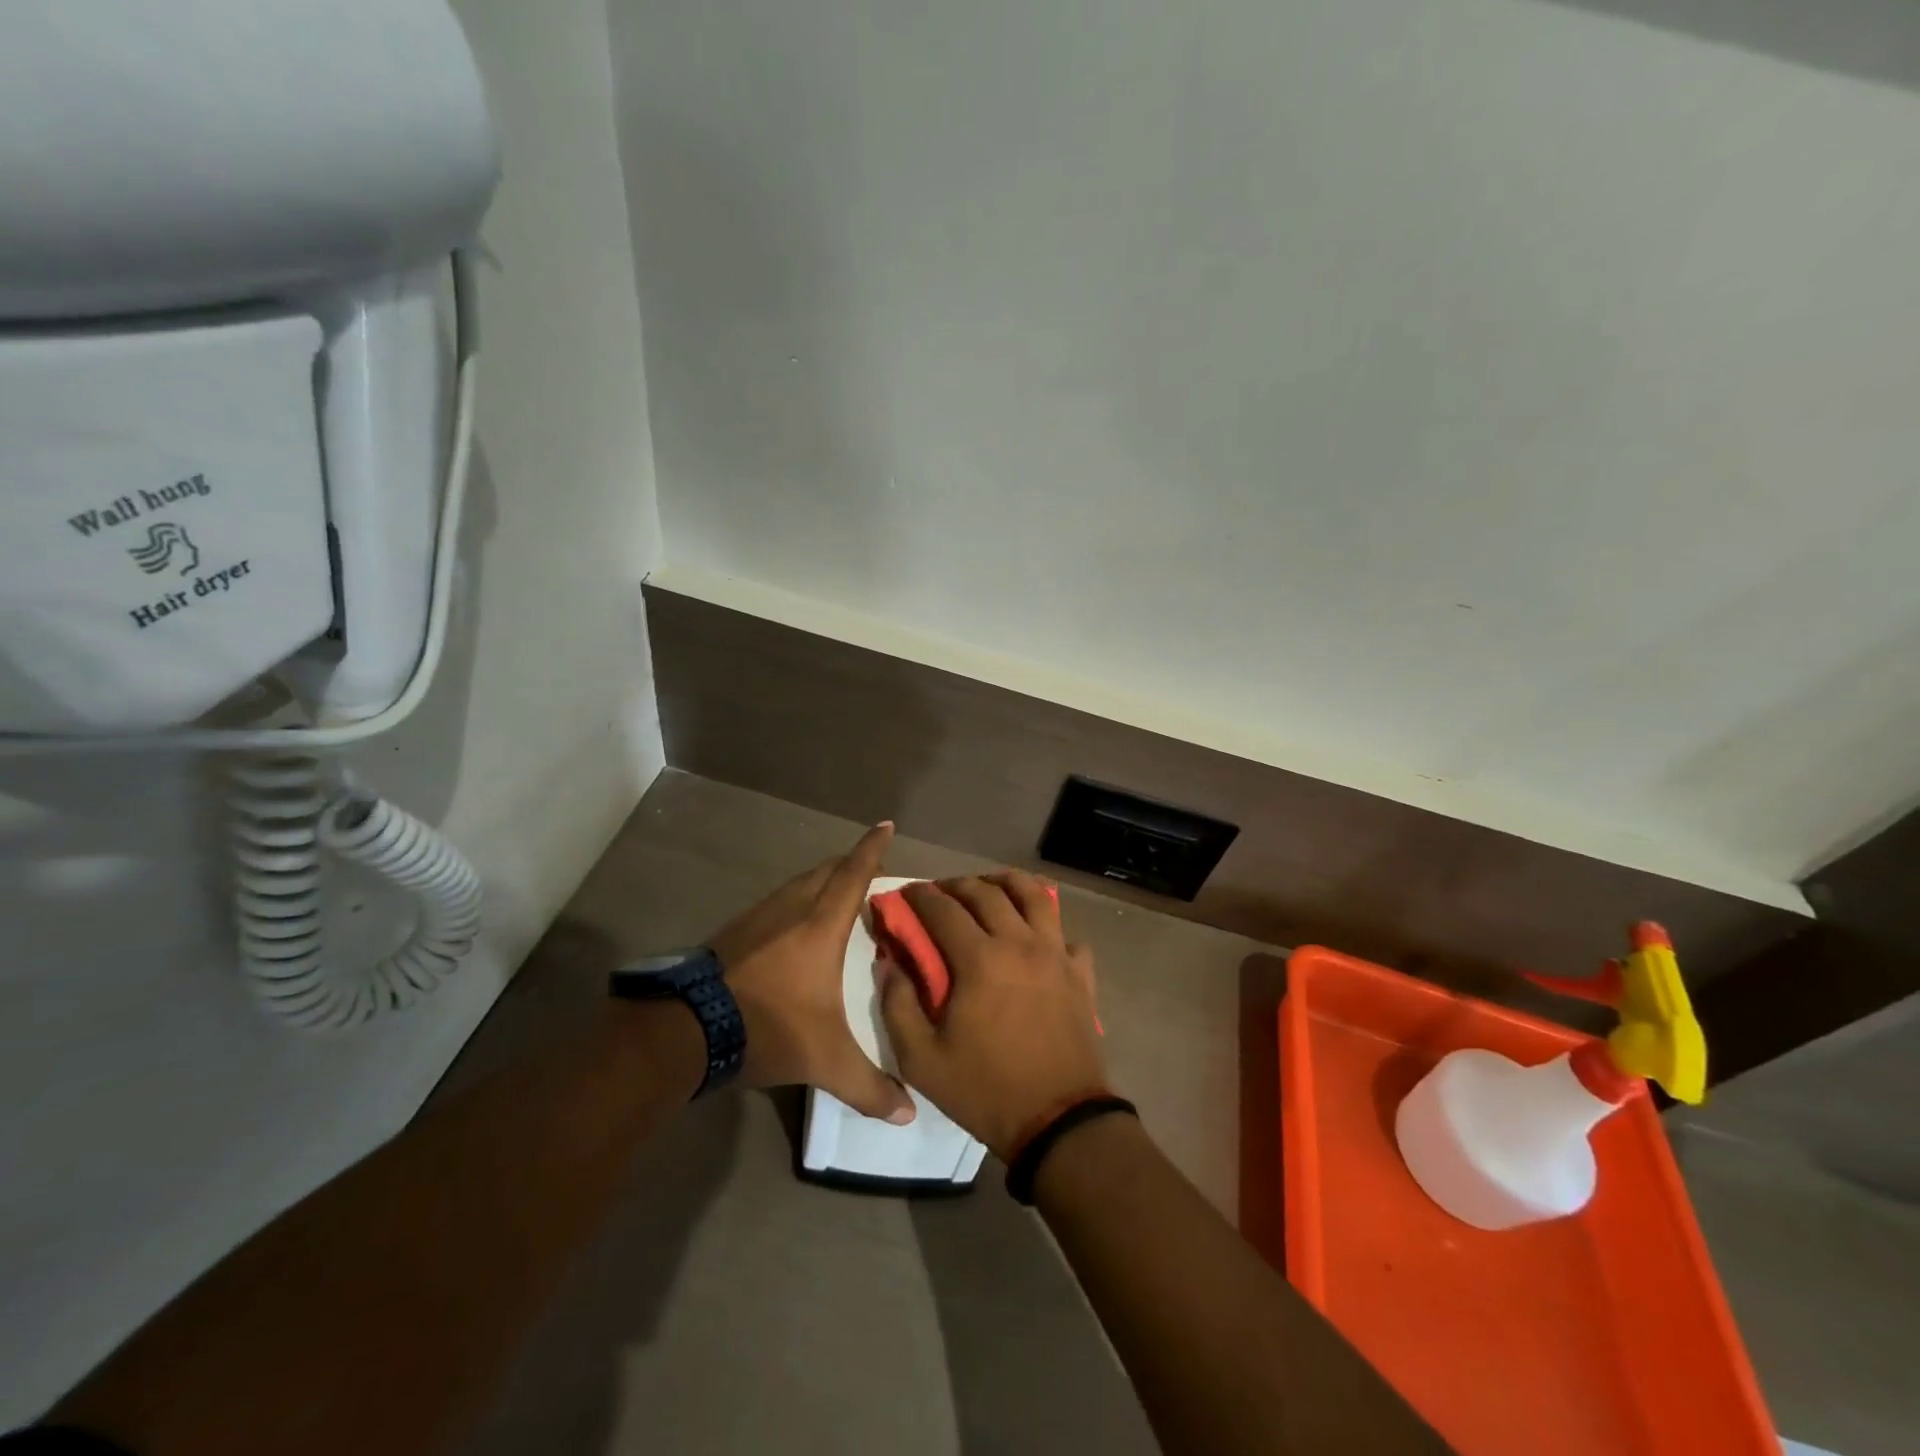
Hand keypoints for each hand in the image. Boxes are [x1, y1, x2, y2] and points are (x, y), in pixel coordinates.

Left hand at [708, 823, 915, 1123]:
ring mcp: (757, 917)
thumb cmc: (768, 1028)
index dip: (872, 848)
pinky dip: (793, 901)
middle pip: (825, 871)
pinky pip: (775, 902)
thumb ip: (868, 1087)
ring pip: (797, 884)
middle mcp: (791, 909)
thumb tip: (908, 1114)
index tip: (885, 824)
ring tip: (834, 896)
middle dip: (849, 863)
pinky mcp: (733, 932)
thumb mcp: (824, 1061)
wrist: (687, 1030)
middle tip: (869, 872)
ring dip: (819, 881)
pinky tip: (790, 927)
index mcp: (820, 925)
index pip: (853, 874)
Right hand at [879, 871, 1108, 1159]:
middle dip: (958, 884)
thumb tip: (890, 963)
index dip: (920, 896)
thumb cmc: (986, 1090)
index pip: (943, 909)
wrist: (1060, 1121)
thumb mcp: (922, 1059)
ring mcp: (1056, 955)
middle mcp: (1020, 943)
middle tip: (941, 891)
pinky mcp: (1080, 973)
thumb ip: (898, 1005)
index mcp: (980, 959)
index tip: (906, 893)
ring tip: (990, 887)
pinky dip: (1049, 927)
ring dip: (1007, 883)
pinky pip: (1066, 934)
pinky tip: (1036, 937)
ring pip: (1035, 896)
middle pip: (987, 892)